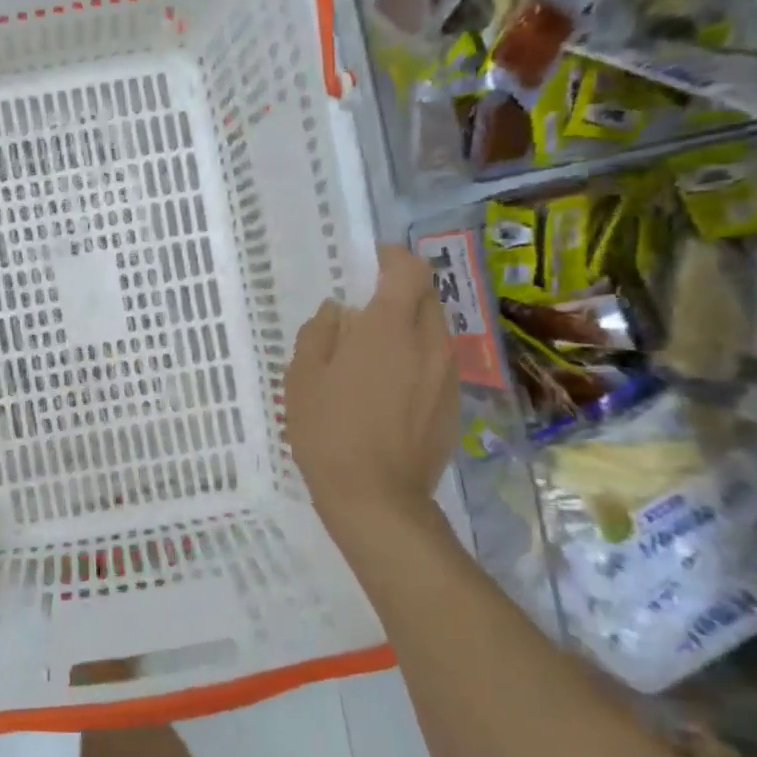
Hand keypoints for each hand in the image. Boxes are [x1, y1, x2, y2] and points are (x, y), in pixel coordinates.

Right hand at [285, 245, 459, 539]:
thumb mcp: (303, 378)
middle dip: (403, 290)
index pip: (408, 269)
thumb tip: (337, 313)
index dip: (393, 257)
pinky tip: (391, 388)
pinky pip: (439, 364)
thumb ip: (319, 334)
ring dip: (411, 326)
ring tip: (378, 351)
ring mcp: (447, 376)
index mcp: (389, 329)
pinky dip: (419, 359)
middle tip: (370, 307)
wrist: (377, 498)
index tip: (372, 261)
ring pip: (436, 331)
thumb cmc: (329, 432)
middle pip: (428, 296)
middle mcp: (429, 343)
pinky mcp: (454, 405)